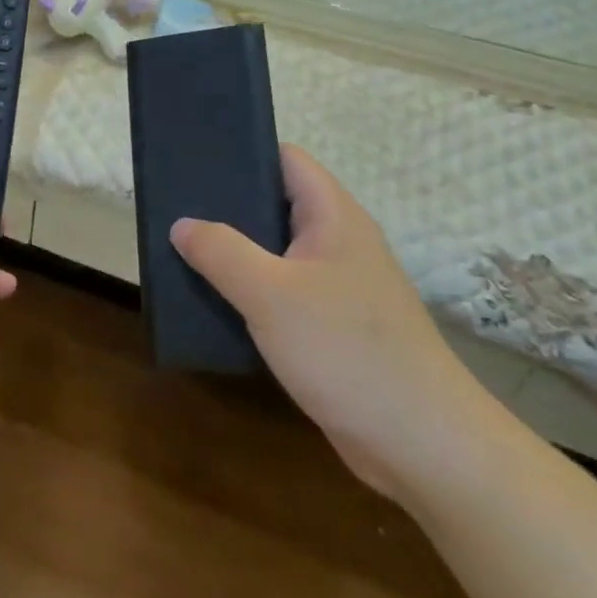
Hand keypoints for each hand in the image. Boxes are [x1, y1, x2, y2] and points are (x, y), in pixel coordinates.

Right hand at [170, 146, 493, 502]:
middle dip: (226, 205)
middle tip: (174, 207)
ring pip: (274, 252)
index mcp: (334, 217)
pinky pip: (280, 292)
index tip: (193, 159)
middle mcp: (338, 243)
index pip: (286, 159)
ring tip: (181, 249)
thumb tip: (181, 224)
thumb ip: (220, 251)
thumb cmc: (346, 351)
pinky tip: (212, 300)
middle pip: (275, 204)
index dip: (242, 151)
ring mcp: (337, 287)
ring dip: (233, 252)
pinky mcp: (331, 327)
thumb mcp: (269, 293)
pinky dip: (247, 290)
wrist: (422, 446)